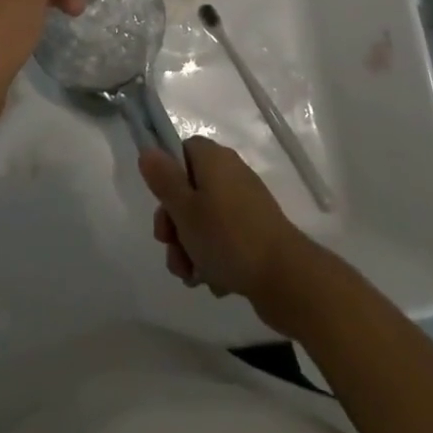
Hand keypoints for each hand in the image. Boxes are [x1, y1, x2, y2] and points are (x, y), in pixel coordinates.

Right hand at [139, 138, 313, 317]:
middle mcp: (230, 174)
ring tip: (193, 276)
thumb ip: (163, 180)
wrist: (284, 277)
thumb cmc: (227, 237)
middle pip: (189, 191)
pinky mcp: (255, 232)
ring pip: (203, 221)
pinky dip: (215, 259)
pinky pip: (223, 240)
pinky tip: (216, 281)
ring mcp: (244, 204)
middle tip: (173, 250)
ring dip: (191, 249)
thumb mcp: (185, 209)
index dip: (167, 178)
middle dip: (175, 227)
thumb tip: (148, 150)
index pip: (182, 152)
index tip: (164, 206)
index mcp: (214, 159)